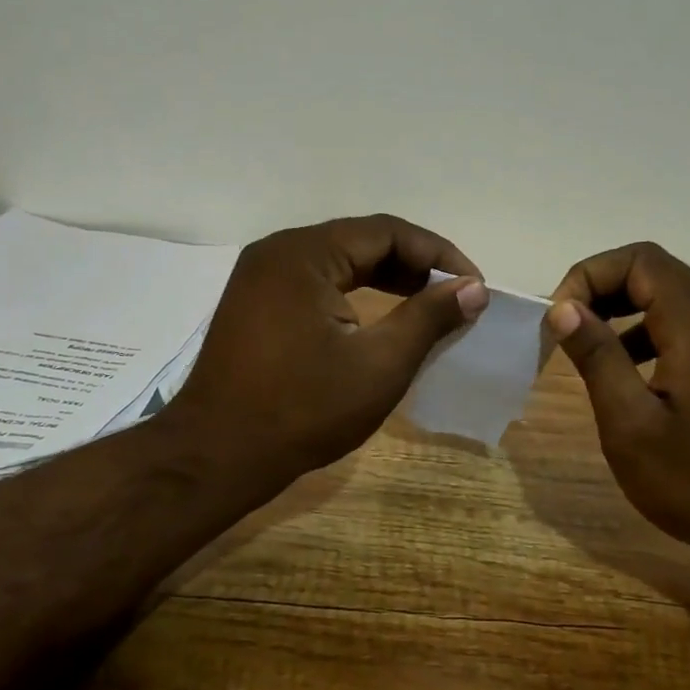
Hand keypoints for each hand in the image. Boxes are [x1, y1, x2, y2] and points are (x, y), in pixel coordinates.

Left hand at [165, 214, 487, 495]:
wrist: (216, 457)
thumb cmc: (302, 410)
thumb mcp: (379, 365)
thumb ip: (429, 318)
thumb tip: (474, 288)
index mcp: (305, 253)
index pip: (388, 232)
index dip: (439, 255)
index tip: (474, 287)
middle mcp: (279, 252)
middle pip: (362, 241)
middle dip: (415, 266)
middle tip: (455, 297)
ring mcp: (261, 277)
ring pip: (339, 261)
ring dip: (386, 279)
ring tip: (427, 306)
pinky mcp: (256, 303)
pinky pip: (317, 282)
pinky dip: (355, 294)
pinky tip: (378, 319)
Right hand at [547, 243, 689, 582]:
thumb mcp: (632, 425)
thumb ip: (598, 358)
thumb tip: (563, 307)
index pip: (639, 261)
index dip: (591, 275)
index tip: (561, 318)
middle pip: (652, 270)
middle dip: (601, 285)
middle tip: (567, 324)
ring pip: (665, 297)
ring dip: (619, 307)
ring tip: (585, 343)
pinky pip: (676, 326)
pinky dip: (639, 331)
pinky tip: (621, 372)